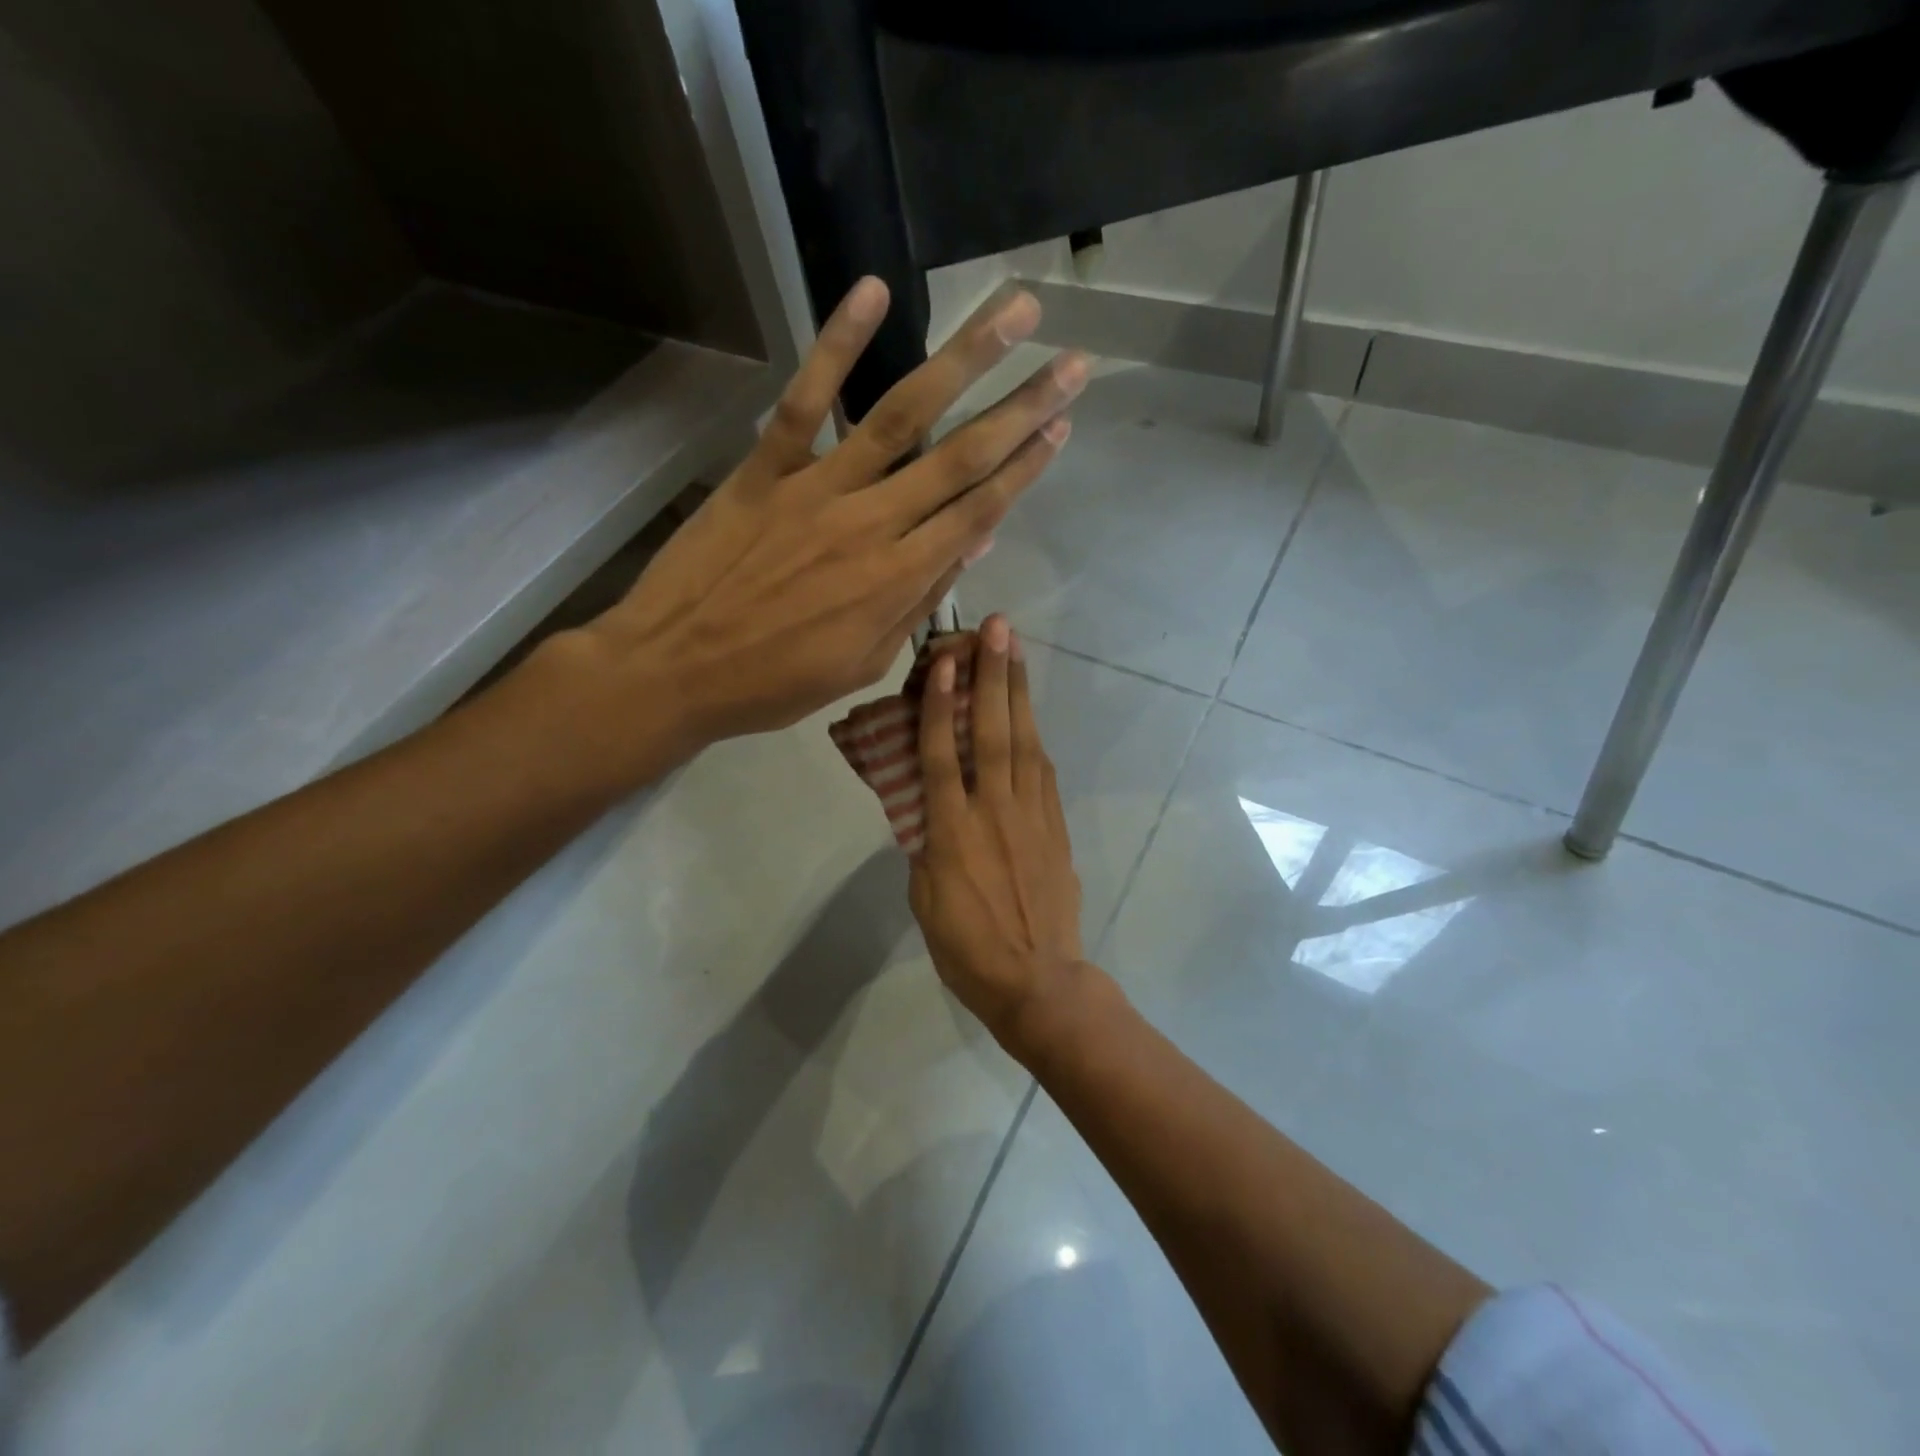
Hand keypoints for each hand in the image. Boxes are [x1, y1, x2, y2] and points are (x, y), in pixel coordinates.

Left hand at [576, 278, 1087, 767]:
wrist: (674, 671)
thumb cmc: (774, 683)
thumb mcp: (863, 663)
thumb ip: (918, 602)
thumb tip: (972, 544)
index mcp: (897, 580)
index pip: (978, 511)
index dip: (1026, 467)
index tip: (1063, 426)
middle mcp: (870, 523)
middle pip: (960, 456)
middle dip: (1022, 407)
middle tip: (1072, 363)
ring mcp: (816, 489)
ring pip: (902, 415)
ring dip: (963, 360)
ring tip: (1012, 313)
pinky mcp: (763, 468)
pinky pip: (805, 400)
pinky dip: (837, 344)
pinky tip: (875, 293)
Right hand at [909, 615, 1085, 1048]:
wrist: (1038, 981)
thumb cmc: (967, 948)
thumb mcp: (925, 897)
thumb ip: (927, 844)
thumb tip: (933, 810)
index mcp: (951, 831)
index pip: (942, 754)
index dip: (941, 705)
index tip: (943, 662)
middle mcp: (993, 810)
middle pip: (993, 732)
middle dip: (992, 676)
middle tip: (996, 628)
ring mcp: (1031, 815)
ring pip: (1024, 742)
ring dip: (1019, 693)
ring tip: (1015, 650)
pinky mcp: (1055, 826)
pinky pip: (1043, 771)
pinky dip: (1035, 736)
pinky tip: (1030, 713)